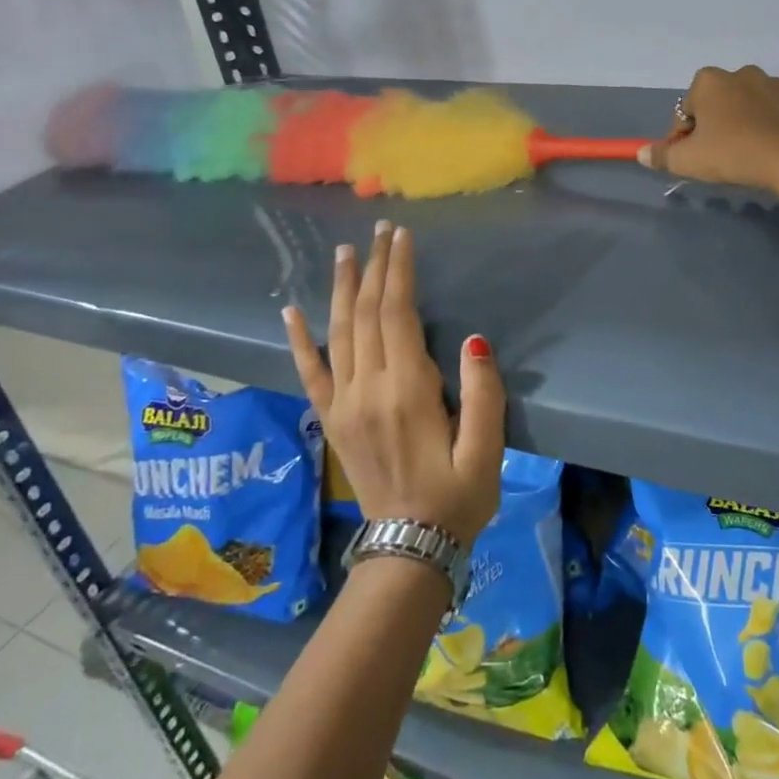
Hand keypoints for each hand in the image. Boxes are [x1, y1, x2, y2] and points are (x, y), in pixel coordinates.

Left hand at [283, 222, 504, 546]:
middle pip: (366, 313)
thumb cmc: (458, 497)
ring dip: (342, 288)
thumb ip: (483, 392)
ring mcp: (343, 405)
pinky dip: (300, 340)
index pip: (397, 314)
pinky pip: (310, 373)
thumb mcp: (488, 449)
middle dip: (374, 267)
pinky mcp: (331, 420)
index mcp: (407, 391)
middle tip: (380, 230)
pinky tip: (291, 311)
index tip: (402, 236)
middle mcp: (367, 389)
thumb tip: (474, 340)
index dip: (398, 270)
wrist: (408, 548)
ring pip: (338, 332)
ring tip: (345, 252)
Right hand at [638, 65, 778, 204]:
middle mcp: (741, 73)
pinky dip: (774, 121)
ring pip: (749, 102)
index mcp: (709, 82)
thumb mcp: (689, 161)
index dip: (682, 137)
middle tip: (719, 155)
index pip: (685, 112)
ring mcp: (775, 81)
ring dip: (744, 120)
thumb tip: (642, 153)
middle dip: (714, 123)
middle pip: (717, 102)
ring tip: (749, 150)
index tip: (689, 158)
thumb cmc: (733, 154)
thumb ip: (662, 156)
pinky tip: (775, 143)